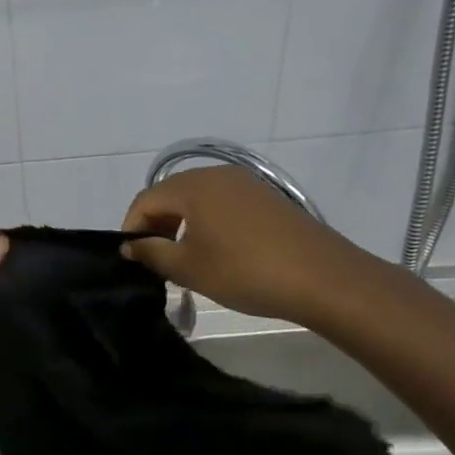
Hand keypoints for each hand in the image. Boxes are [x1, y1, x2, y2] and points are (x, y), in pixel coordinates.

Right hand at [121, 166, 362, 323]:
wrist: (324, 279)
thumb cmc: (245, 271)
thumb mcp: (189, 267)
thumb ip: (151, 252)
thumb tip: (129, 244)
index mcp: (192, 186)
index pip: (145, 200)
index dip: (132, 227)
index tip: (132, 258)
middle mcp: (216, 175)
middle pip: (170, 194)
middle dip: (157, 225)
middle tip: (156, 259)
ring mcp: (245, 184)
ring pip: (198, 199)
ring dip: (182, 224)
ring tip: (185, 258)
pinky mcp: (267, 198)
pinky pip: (223, 204)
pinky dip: (209, 222)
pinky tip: (218, 251)